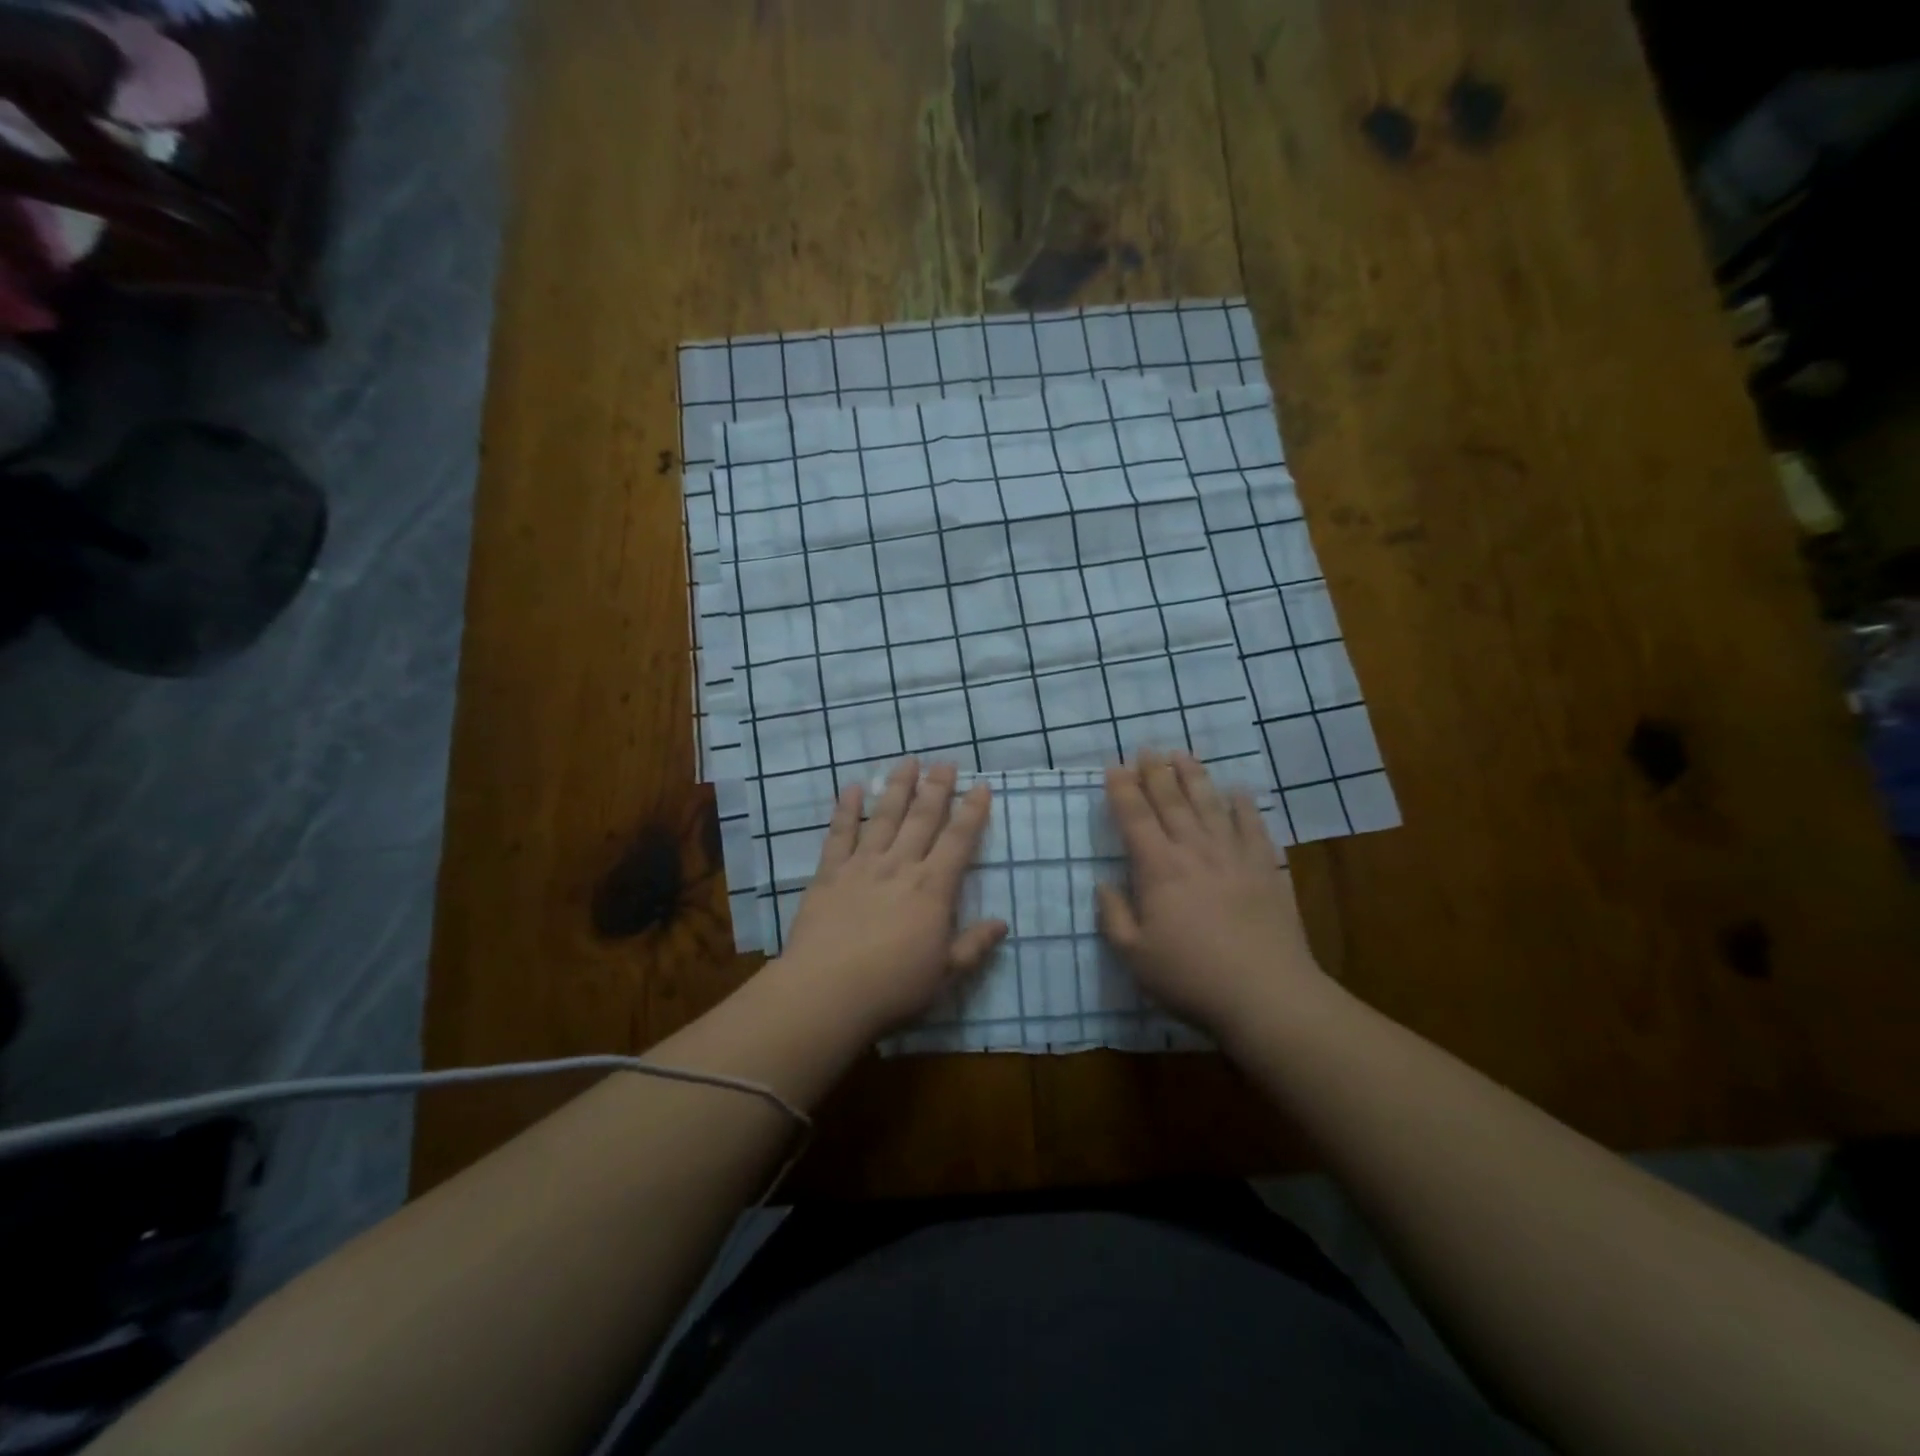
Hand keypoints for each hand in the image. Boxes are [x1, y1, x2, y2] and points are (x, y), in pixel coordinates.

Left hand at [775, 759, 1006, 1038]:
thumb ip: (974, 946)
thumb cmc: (893, 987)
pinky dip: (847, 809)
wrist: (827, 991)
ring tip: (908, 761)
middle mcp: (900, 866)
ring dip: (898, 787)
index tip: (980, 787)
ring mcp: (863, 866)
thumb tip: (1003, 924)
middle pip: (922, 818)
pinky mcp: (830, 874)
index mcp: (933, 889)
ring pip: (885, 817)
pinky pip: (840, 834)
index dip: (972, 812)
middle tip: (946, 762)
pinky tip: (853, 788)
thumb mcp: (945, 974)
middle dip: (937, 788)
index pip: (959, 841)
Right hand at [1096, 750, 1328, 1037]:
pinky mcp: (1265, 869)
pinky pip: (1253, 827)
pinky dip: (1244, 805)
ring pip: (1209, 805)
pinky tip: (1238, 790)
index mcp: (1158, 869)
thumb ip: (1114, 916)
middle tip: (1146, 748)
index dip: (1122, 790)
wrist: (1266, 994)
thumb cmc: (1191, 977)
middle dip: (1155, 772)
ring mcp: (1233, 856)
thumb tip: (1104, 884)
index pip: (1134, 818)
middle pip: (1171, 801)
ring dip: (1194, 777)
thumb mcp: (1134, 956)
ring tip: (1183, 755)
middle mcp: (1193, 851)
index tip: (1114, 767)